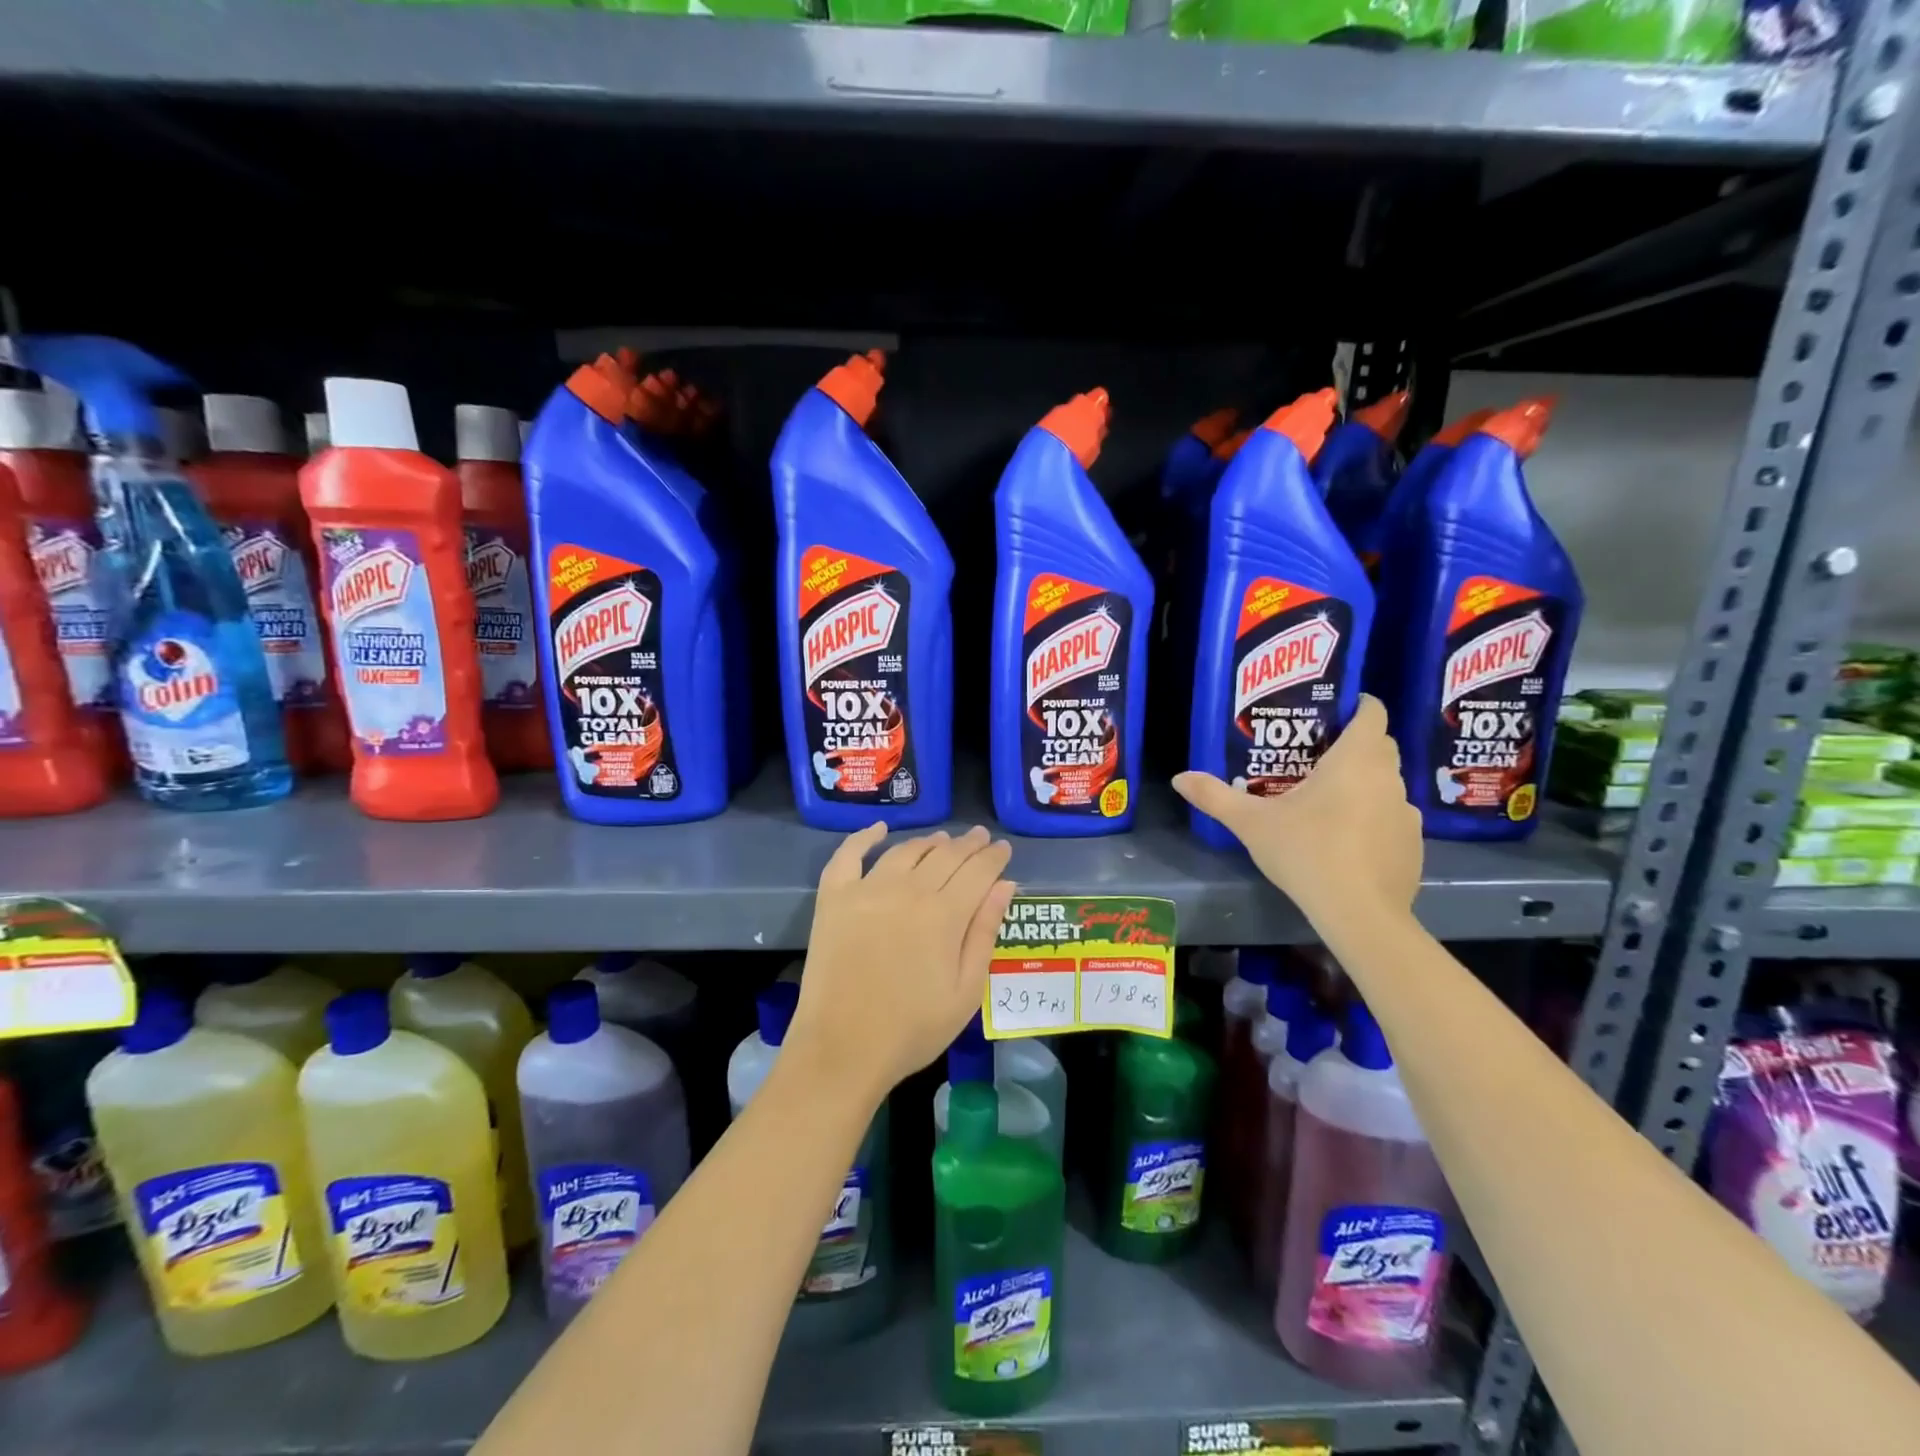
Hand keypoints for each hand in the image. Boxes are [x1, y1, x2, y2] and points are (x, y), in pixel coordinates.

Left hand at [787, 823, 1016, 1104]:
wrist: (843, 1049)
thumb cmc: (913, 1028)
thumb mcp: (966, 991)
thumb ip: (985, 932)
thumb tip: (1005, 885)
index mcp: (944, 914)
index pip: (978, 871)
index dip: (994, 857)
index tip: (1004, 849)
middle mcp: (908, 890)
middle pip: (945, 855)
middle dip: (968, 844)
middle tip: (979, 837)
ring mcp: (867, 890)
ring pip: (905, 851)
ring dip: (929, 841)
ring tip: (942, 840)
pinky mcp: (834, 898)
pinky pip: (849, 855)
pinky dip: (864, 837)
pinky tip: (879, 830)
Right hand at [1172, 694, 1421, 928]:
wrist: (1359, 913)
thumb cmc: (1306, 852)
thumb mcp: (1251, 823)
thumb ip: (1215, 796)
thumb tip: (1179, 778)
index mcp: (1354, 760)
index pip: (1372, 713)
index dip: (1358, 705)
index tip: (1334, 710)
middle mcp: (1388, 778)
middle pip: (1380, 746)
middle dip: (1355, 743)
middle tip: (1316, 755)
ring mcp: (1406, 813)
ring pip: (1387, 783)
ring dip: (1365, 782)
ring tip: (1329, 800)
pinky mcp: (1413, 844)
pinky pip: (1393, 817)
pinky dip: (1374, 817)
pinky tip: (1348, 840)